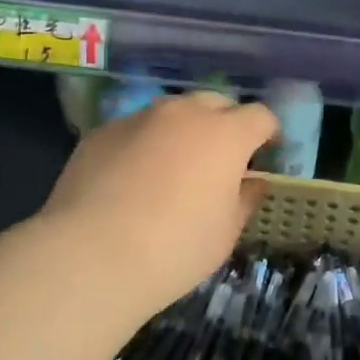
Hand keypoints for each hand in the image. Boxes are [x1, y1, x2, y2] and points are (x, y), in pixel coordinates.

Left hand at [40, 90, 278, 316]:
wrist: (91, 256)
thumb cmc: (176, 248)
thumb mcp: (226, 233)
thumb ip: (245, 199)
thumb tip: (253, 182)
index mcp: (225, 134)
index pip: (260, 116)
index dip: (268, 133)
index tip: (266, 154)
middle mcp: (184, 114)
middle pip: (216, 103)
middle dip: (225, 124)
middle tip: (221, 159)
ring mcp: (139, 118)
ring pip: (172, 112)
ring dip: (183, 130)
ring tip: (173, 167)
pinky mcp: (102, 132)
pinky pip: (135, 129)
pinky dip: (144, 144)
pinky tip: (132, 179)